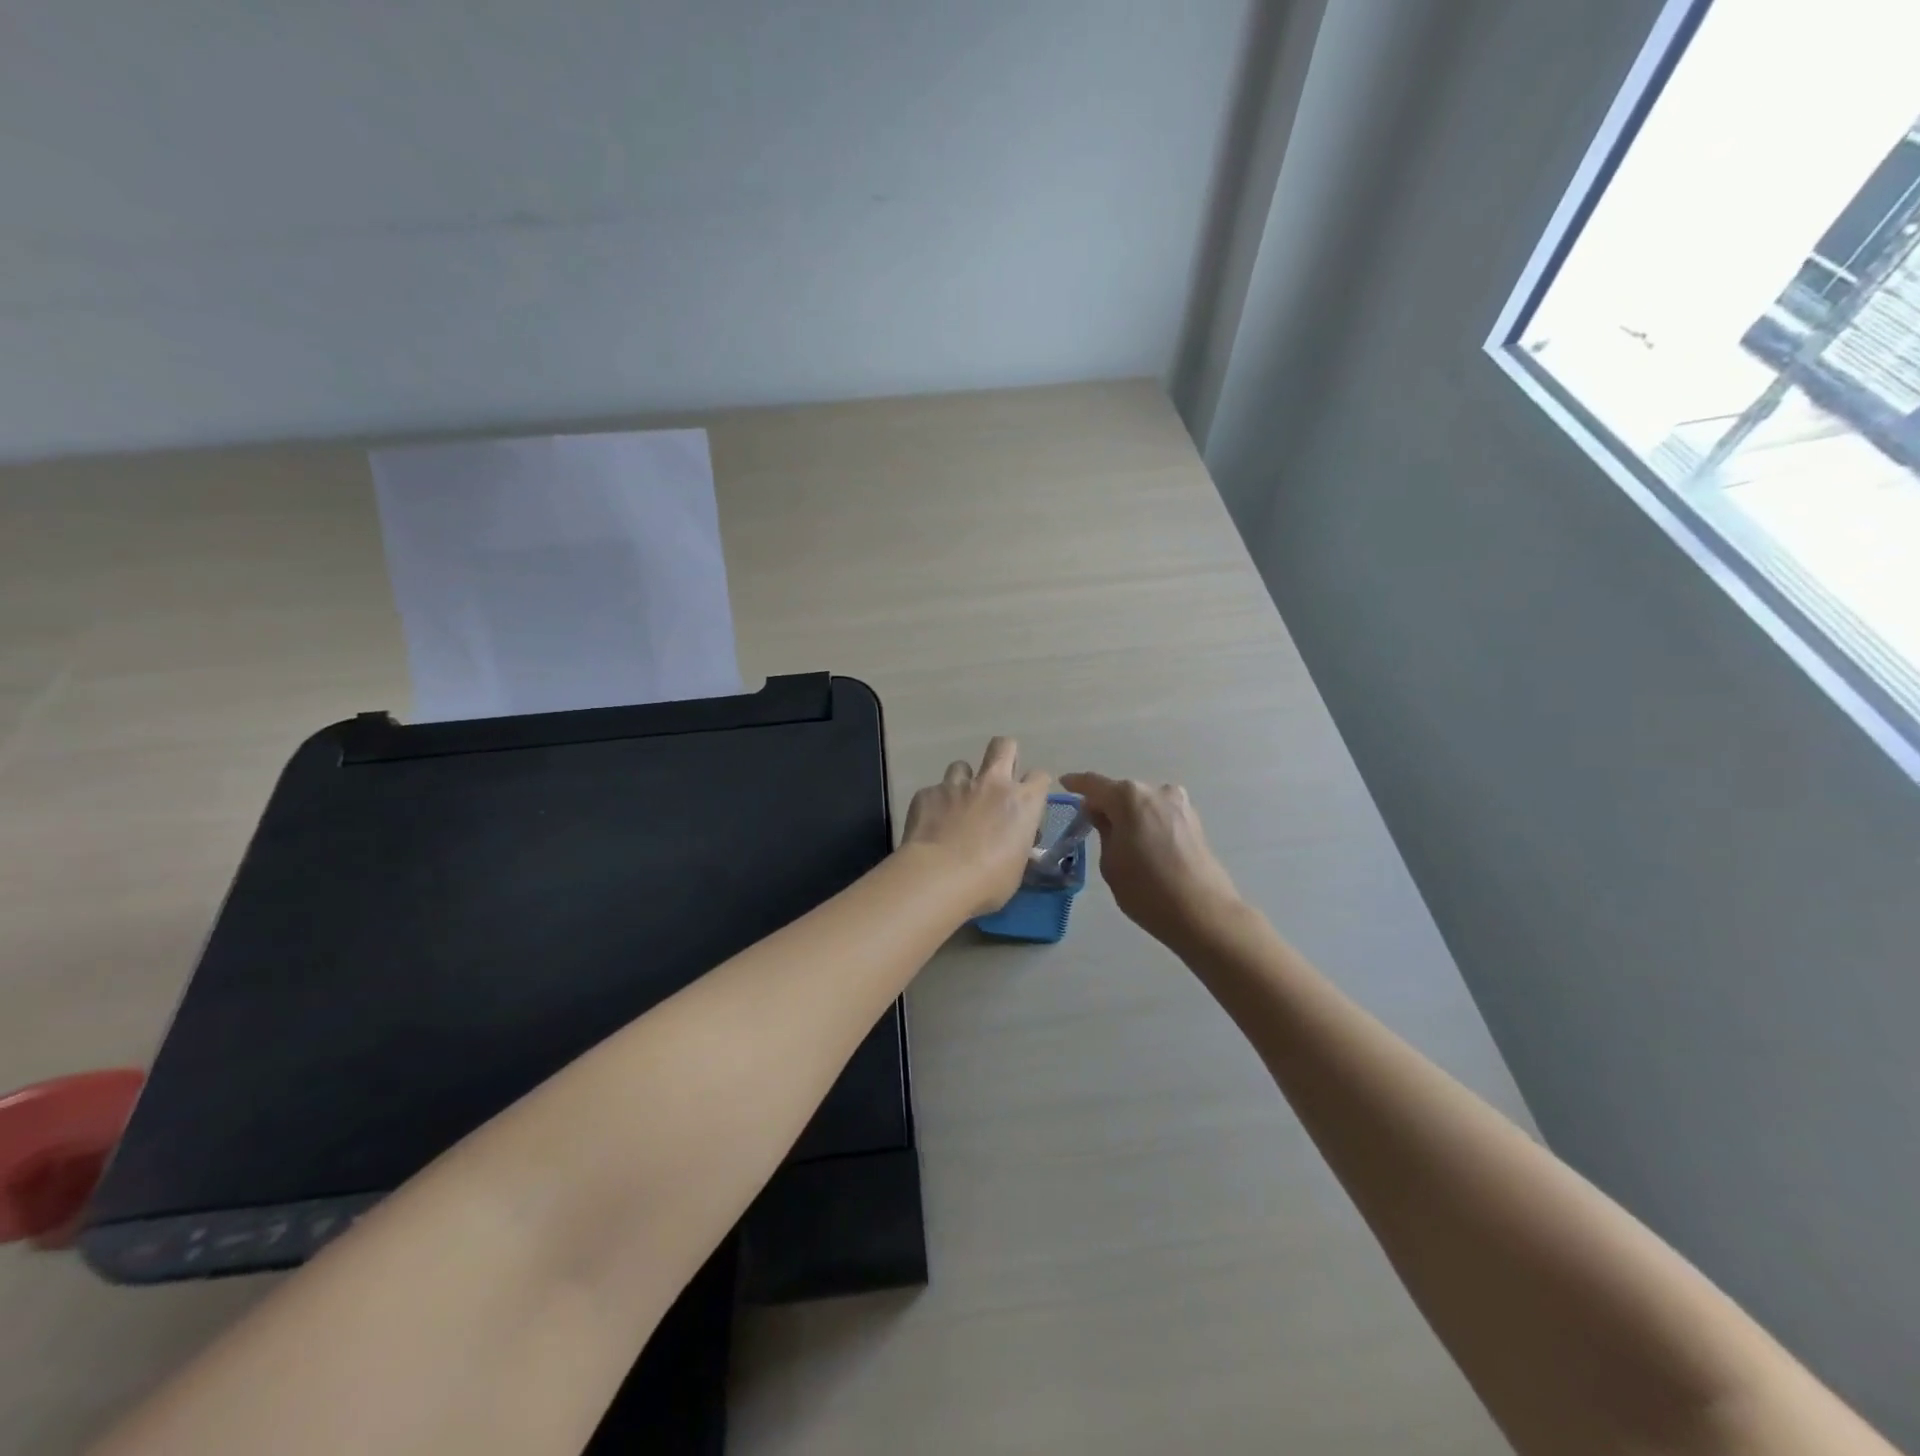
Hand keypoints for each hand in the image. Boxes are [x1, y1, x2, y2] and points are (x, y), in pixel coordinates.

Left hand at [901, 737, 1051, 916]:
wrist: (938, 877)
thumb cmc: (988, 881)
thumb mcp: (1016, 868)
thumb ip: (1017, 846)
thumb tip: (1013, 843)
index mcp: (1022, 802)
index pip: (1040, 776)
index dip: (1034, 786)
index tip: (1027, 801)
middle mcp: (992, 784)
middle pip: (1004, 746)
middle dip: (1003, 754)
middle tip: (997, 779)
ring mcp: (956, 785)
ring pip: (962, 765)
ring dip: (963, 781)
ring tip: (957, 806)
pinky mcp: (927, 793)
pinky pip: (933, 792)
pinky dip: (935, 805)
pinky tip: (930, 826)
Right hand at [1057, 772, 1242, 951]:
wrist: (1202, 913)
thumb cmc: (1146, 889)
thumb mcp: (1110, 862)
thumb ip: (1103, 830)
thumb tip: (1102, 814)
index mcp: (1128, 797)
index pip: (1094, 784)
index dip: (1076, 783)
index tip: (1064, 783)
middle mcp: (1155, 791)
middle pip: (1121, 792)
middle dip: (1105, 803)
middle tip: (1091, 823)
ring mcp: (1179, 804)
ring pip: (1143, 803)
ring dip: (1129, 813)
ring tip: (1120, 838)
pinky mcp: (1194, 820)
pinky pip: (1160, 814)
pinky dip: (1147, 822)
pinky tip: (1144, 843)